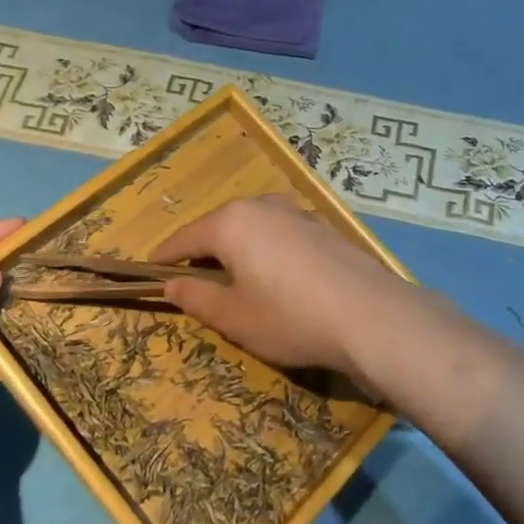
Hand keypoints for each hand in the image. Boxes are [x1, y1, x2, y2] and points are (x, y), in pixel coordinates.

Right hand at [152, 195, 423, 381]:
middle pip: (218, 226)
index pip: (185, 238)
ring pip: (251, 227)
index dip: (166, 258)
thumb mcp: (234, 317)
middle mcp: (261, 206)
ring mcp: (295, 212)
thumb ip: (197, 298)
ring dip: (236, 249)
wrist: (371, 315)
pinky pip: (278, 233)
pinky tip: (276, 277)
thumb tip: (172, 285)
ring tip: (235, 281)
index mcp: (231, 223)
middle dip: (203, 252)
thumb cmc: (291, 317)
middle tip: (194, 283)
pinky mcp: (321, 226)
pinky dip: (265, 250)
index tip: (152, 273)